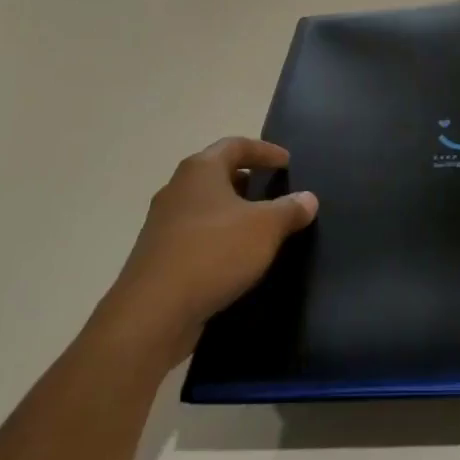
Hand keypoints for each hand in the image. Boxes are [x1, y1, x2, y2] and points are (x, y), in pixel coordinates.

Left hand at [103, 138, 317, 362]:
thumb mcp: (265, 228)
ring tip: (259, 227)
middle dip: (246, 180)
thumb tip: (308, 198)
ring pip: (205, 206)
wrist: (151, 314)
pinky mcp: (157, 257)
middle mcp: (177, 189)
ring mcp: (163, 224)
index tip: (286, 162)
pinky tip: (235, 258)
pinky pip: (195, 236)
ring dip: (232, 212)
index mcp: (200, 170)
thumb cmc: (213, 253)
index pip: (235, 145)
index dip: (264, 151)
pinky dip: (218, 238)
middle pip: (216, 173)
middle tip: (272, 191)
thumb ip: (290, 210)